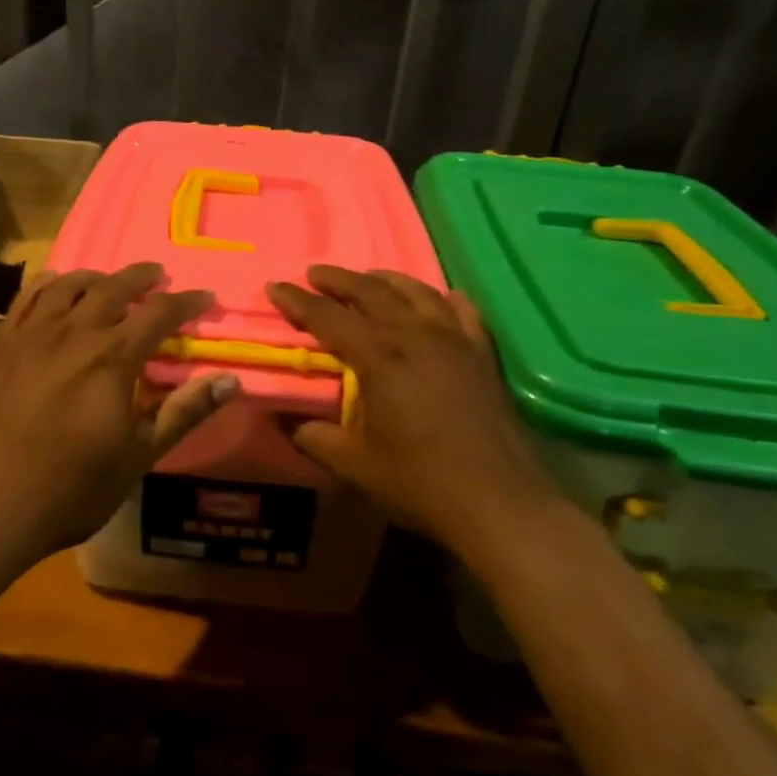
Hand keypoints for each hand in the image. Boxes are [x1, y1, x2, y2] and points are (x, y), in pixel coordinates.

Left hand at [0, 262, 238, 569]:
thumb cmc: (70, 489)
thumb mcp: (137, 456)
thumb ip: (183, 412)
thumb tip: (231, 380)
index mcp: (111, 359)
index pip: (158, 314)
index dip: (186, 302)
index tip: (204, 297)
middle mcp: (72, 333)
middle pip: (113, 288)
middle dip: (141, 278)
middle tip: (158, 275)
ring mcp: (30, 335)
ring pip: (68, 286)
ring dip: (96, 277)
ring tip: (109, 280)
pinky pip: (25, 298)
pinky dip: (47, 284)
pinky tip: (54, 284)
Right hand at [265, 266, 554, 547]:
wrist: (501, 502)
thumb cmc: (422, 483)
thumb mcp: (357, 467)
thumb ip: (316, 439)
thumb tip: (286, 423)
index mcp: (380, 359)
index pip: (329, 318)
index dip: (299, 301)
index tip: (276, 287)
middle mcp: (416, 337)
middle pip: (372, 291)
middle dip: (339, 279)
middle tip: (315, 273)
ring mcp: (455, 341)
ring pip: (416, 292)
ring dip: (385, 280)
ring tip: (367, 277)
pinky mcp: (483, 354)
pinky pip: (462, 311)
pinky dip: (443, 298)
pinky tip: (439, 298)